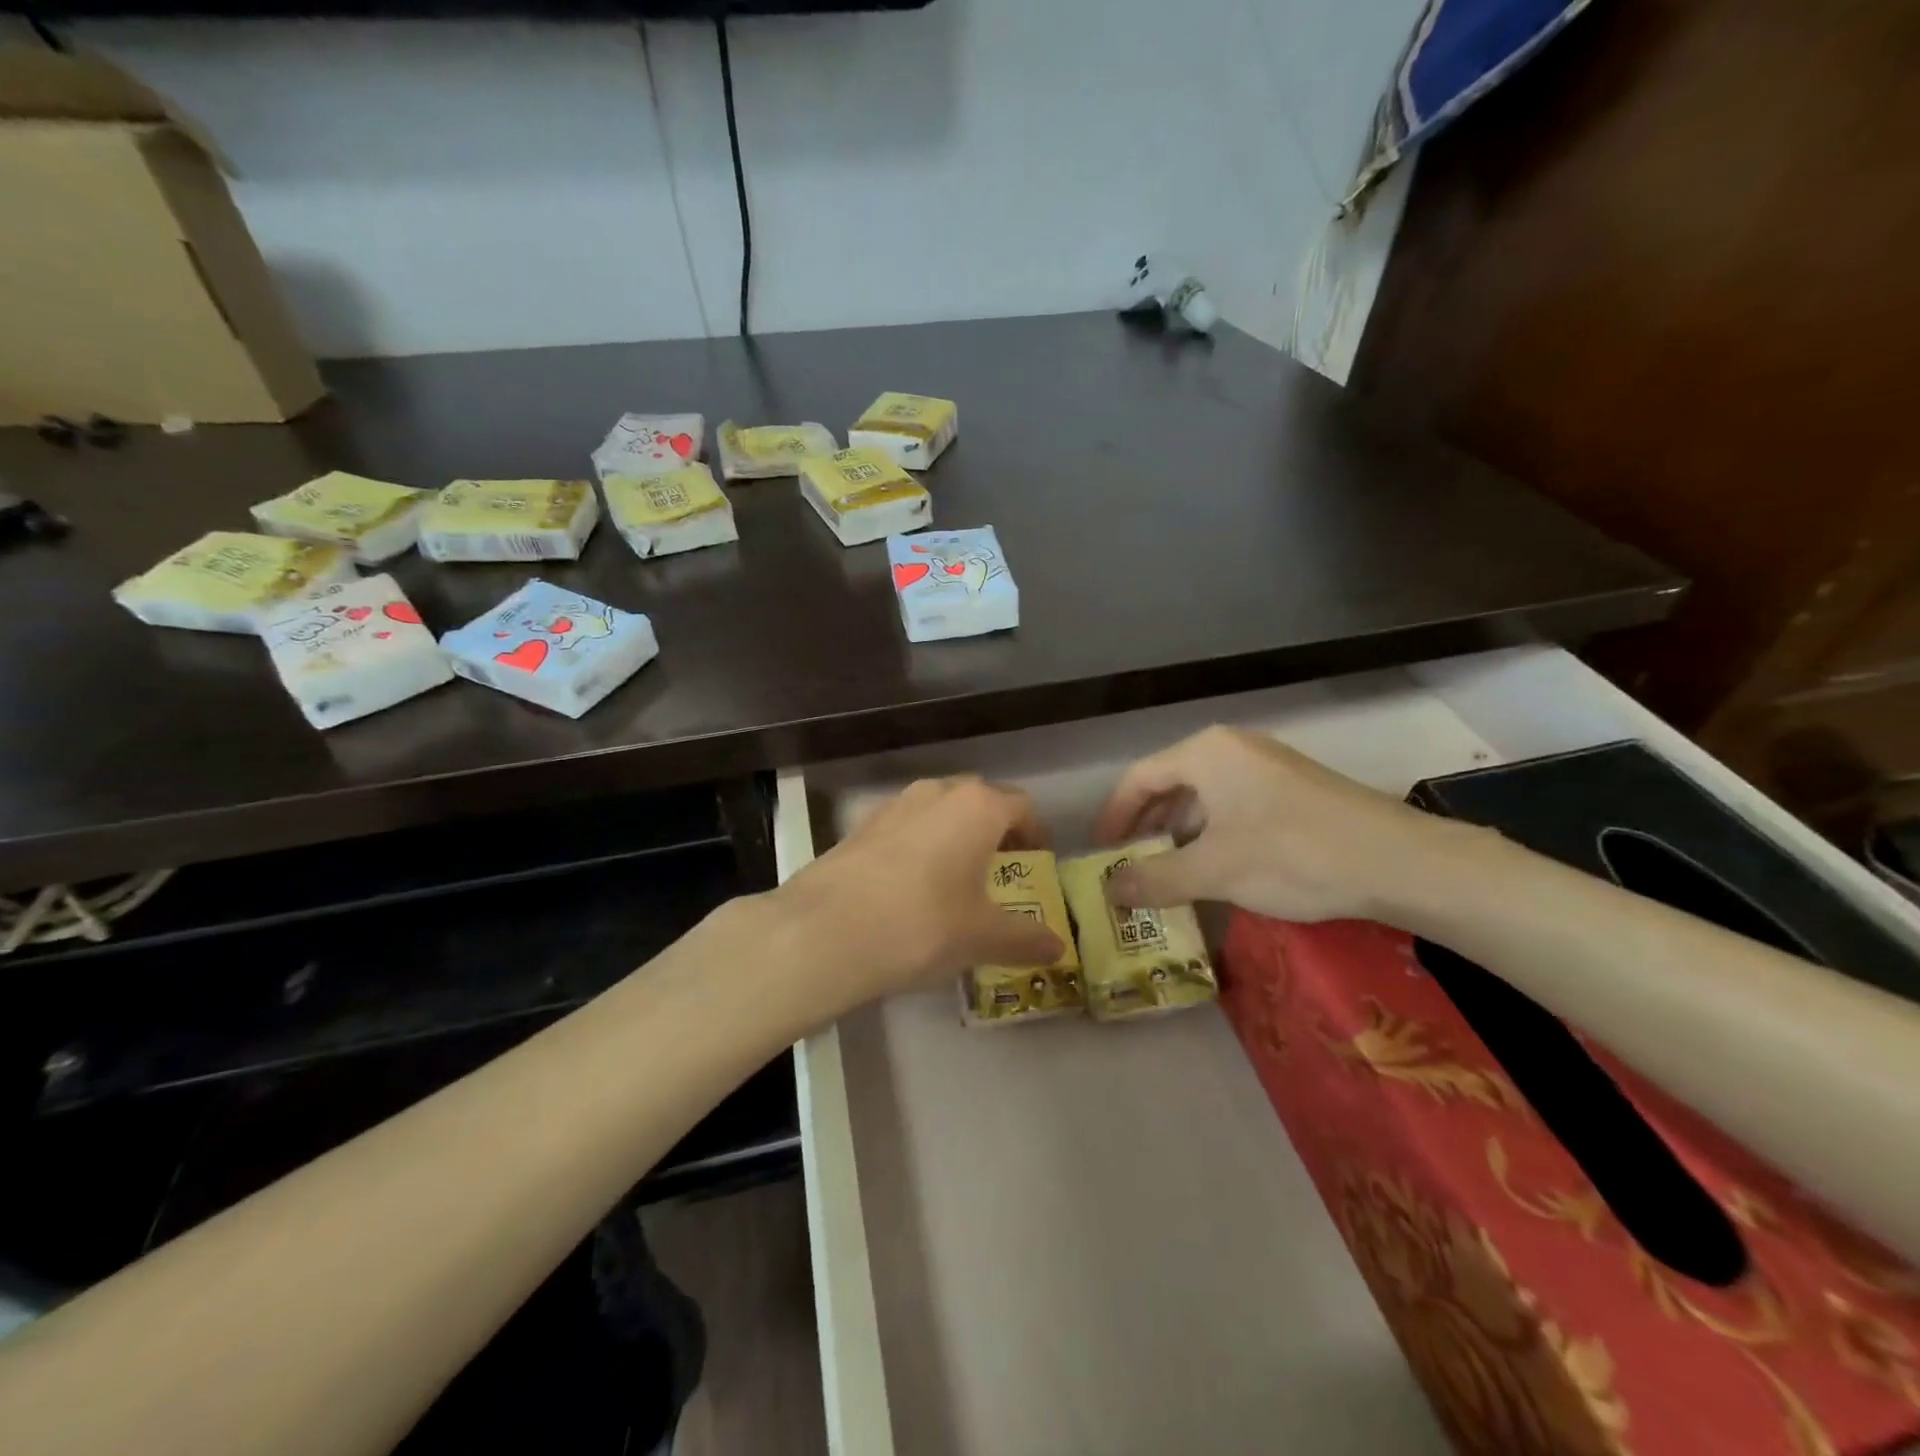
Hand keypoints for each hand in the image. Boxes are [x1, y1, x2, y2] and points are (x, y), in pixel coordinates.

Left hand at [772, 775, 1065, 1012]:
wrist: (824, 931)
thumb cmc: (922, 924)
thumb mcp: (982, 937)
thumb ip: (1025, 938)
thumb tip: (1058, 948)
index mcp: (977, 806)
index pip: (1022, 807)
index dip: (1036, 834)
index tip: (1037, 864)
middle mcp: (937, 792)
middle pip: (980, 802)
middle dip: (995, 832)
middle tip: (1001, 872)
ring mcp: (894, 805)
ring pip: (939, 812)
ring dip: (955, 837)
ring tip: (956, 881)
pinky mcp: (861, 826)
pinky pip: (906, 828)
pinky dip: (920, 847)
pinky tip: (911, 889)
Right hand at [1090, 726, 1483, 923]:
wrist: (1400, 861)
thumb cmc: (1292, 855)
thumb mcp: (1213, 871)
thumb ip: (1154, 879)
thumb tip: (1109, 891)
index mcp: (1206, 753)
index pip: (1138, 778)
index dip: (1113, 817)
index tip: (1100, 853)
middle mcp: (1232, 748)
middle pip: (1170, 783)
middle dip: (1145, 825)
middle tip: (1128, 864)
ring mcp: (1267, 766)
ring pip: (1204, 796)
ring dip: (1178, 832)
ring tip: (1166, 870)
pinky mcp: (1293, 789)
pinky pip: (1234, 805)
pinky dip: (1212, 833)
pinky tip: (1216, 866)